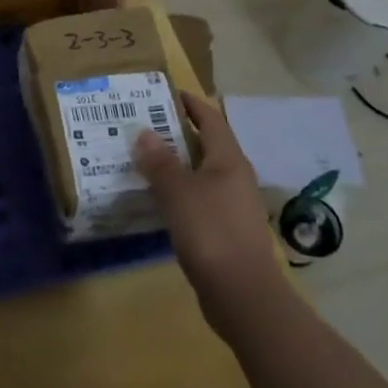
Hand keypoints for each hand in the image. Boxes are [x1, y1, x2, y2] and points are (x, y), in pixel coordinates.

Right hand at [133, 91, 283, 333]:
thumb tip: (145, 132)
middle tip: (144, 126)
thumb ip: (160, 161)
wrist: (243, 296)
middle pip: (207, 144)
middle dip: (178, 132)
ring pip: (203, 173)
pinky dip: (180, 191)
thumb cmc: (211, 232)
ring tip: (145, 160)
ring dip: (177, 164)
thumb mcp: (178, 192)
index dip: (190, 103)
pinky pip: (201, 199)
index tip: (164, 92)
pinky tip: (159, 199)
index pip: (210, 118)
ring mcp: (234, 206)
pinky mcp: (227, 231)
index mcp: (228, 160)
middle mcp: (235, 177)